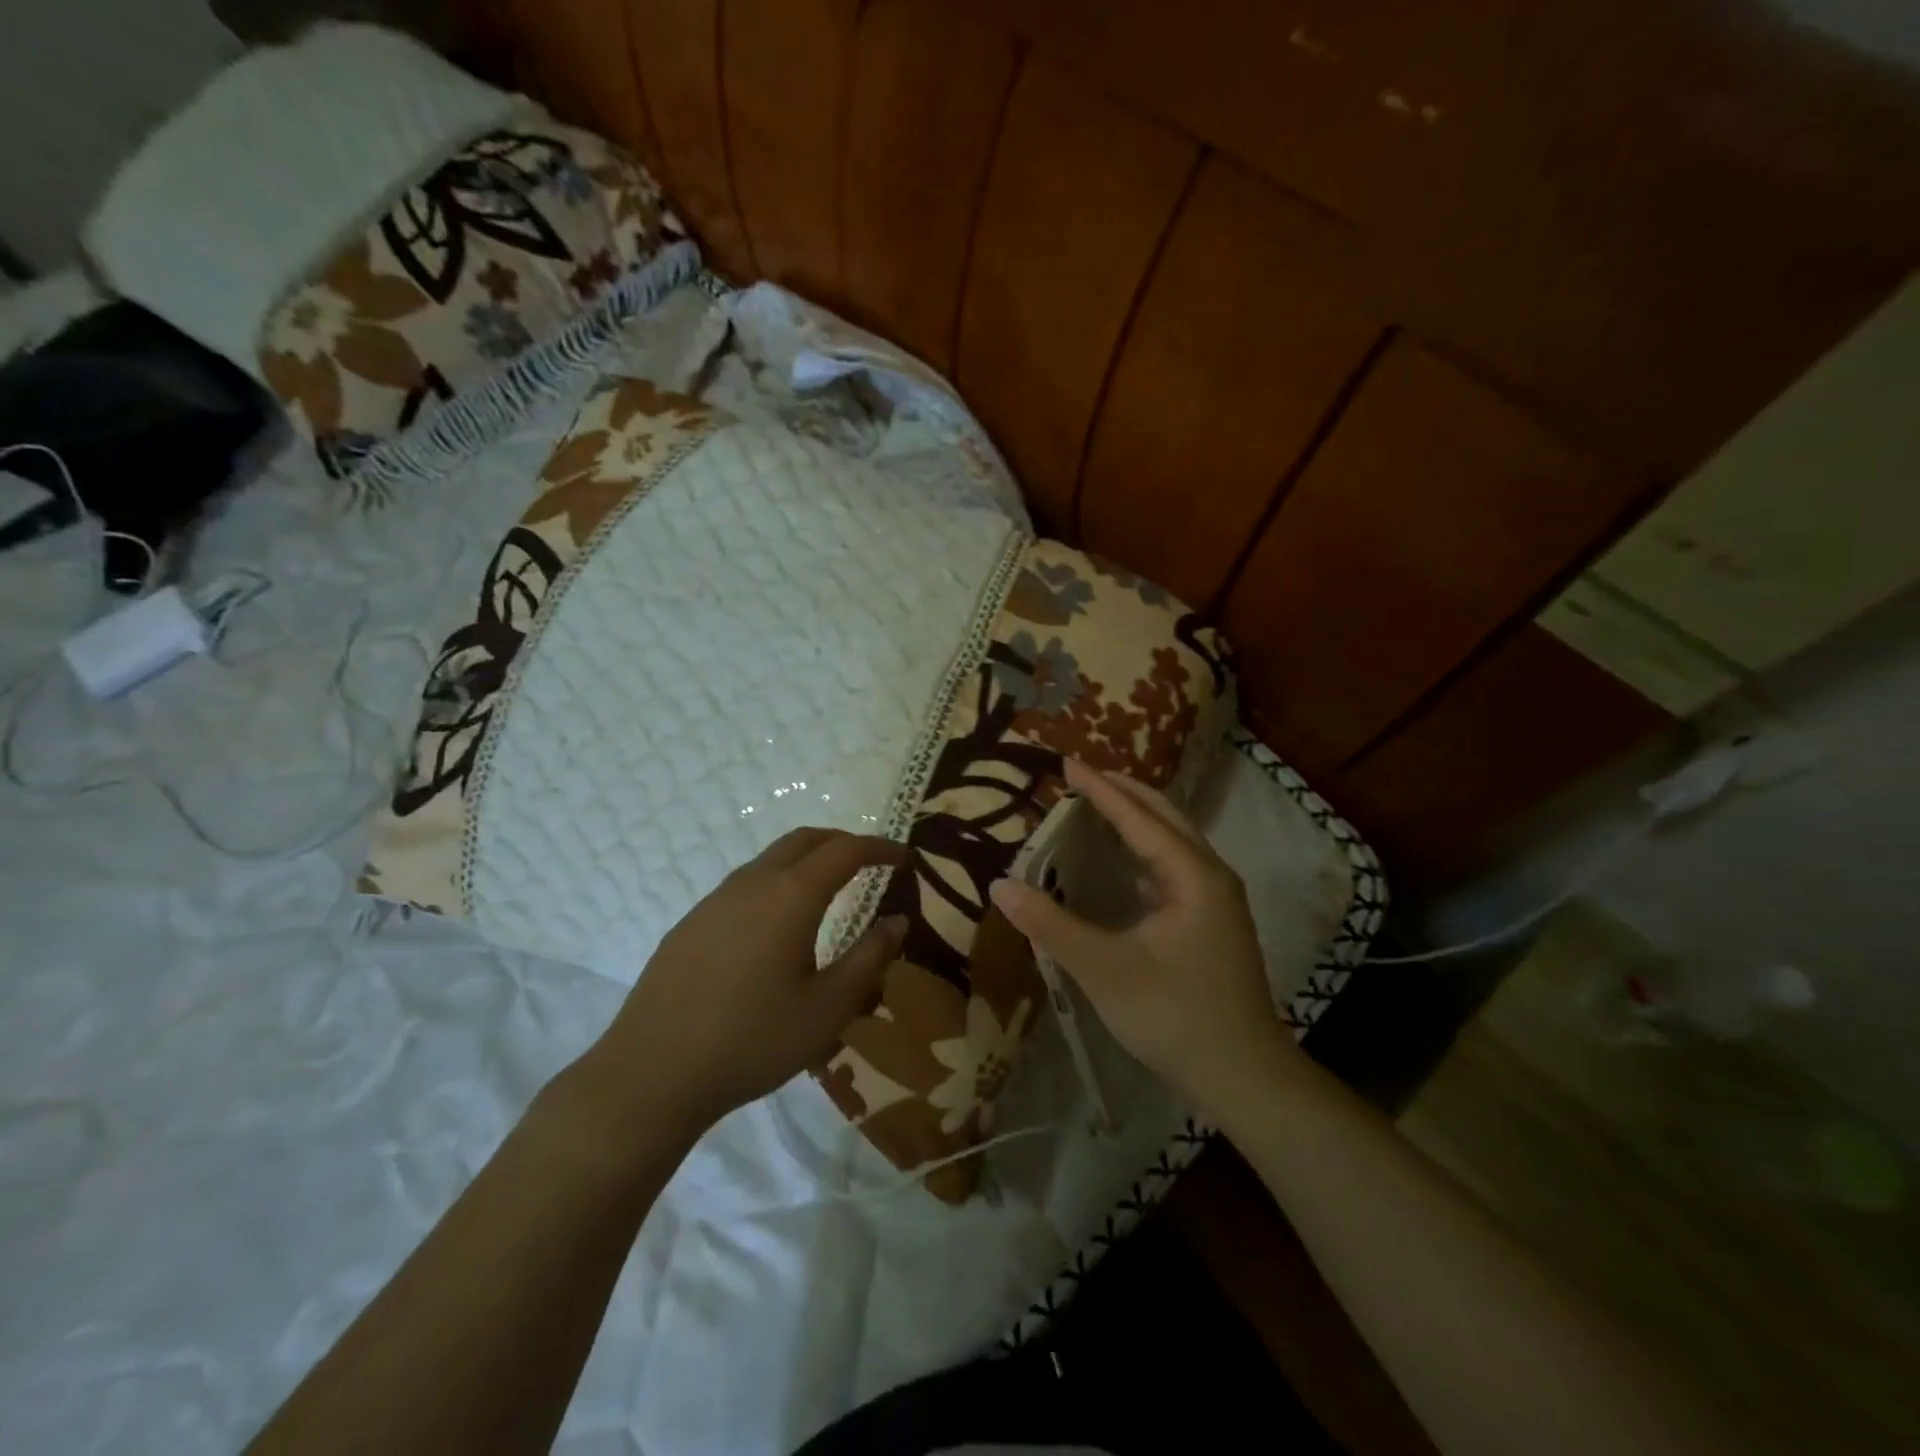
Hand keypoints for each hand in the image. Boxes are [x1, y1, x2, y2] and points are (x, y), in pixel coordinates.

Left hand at [579, 828, 908, 1132]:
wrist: (653, 1072)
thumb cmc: (754, 1039)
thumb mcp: (829, 1007)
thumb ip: (870, 957)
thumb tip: (898, 920)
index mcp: (792, 895)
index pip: (846, 851)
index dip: (879, 848)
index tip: (903, 857)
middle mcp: (754, 882)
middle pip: (805, 840)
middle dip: (842, 842)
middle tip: (870, 862)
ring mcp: (716, 899)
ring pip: (771, 859)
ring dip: (807, 860)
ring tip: (828, 890)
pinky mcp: (691, 922)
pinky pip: (745, 884)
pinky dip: (777, 883)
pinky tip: (776, 926)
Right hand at [988, 759, 1296, 1117]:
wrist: (1243, 1075)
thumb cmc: (1174, 1015)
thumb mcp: (1104, 970)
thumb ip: (1051, 925)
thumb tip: (1001, 885)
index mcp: (1192, 876)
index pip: (1138, 817)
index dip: (1099, 789)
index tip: (1067, 762)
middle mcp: (1211, 875)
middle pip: (1164, 816)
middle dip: (1123, 792)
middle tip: (1080, 776)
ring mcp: (1216, 898)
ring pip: (1173, 839)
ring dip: (1137, 817)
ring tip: (1096, 805)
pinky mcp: (1212, 920)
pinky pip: (1174, 865)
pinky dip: (1145, 848)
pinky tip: (1121, 860)